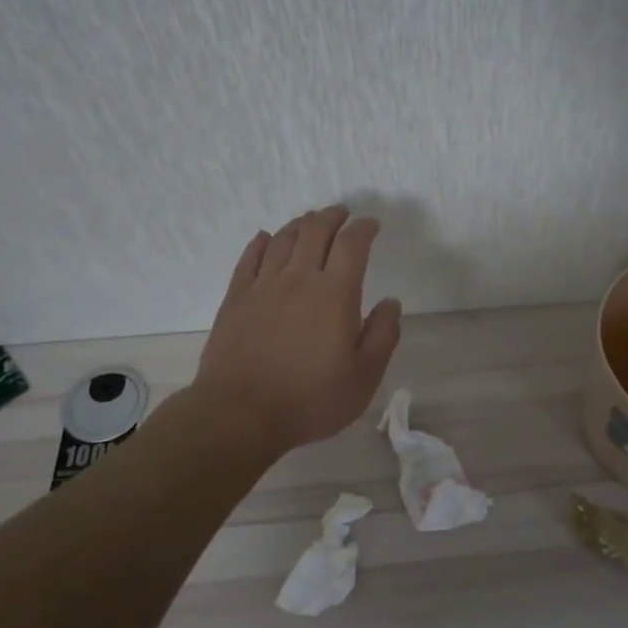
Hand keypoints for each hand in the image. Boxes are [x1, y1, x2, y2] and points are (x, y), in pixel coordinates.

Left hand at [189, 206, 402, 454]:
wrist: (241, 414)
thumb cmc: (311, 398)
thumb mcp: (364, 376)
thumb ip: (383, 335)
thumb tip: (391, 303)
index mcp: (335, 294)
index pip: (352, 245)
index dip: (364, 229)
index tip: (371, 225)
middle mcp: (299, 279)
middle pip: (315, 231)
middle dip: (332, 216)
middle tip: (342, 213)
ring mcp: (263, 286)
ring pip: (283, 239)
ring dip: (301, 224)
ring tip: (310, 221)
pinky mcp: (236, 299)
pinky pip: (250, 258)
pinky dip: (262, 242)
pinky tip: (267, 238)